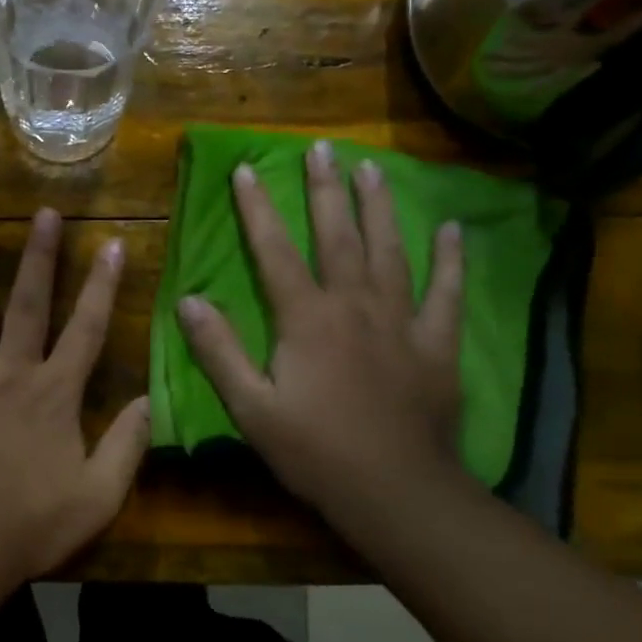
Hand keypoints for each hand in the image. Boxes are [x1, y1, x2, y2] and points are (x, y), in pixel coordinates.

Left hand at [0, 209, 150, 585]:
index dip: (102, 285)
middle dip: (40, 257)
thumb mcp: (99, 496)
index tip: (111, 244)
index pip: (86, 328)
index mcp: (53, 393)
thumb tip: (151, 400)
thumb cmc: (33, 524)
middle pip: (27, 304)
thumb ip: (128, 445)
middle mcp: (9, 373)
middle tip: (44, 214)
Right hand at [175, 143, 465, 517]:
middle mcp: (354, 306)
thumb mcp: (251, 408)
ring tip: (373, 168)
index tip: (246, 170)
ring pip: (390, 251)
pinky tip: (453, 229)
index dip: (257, 209)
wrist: (397, 494)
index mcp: (307, 319)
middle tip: (322, 147)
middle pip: (338, 236)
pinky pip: (446, 293)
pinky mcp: (436, 345)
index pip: (275, 251)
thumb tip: (188, 300)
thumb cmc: (316, 452)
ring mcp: (401, 322)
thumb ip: (219, 351)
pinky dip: (450, 260)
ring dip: (380, 207)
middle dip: (325, 189)